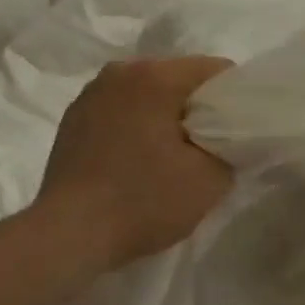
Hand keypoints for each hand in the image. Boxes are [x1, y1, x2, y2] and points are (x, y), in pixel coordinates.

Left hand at [35, 56, 234, 269]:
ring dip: (164, 116)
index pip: (216, 70)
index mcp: (155, 76)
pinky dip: (136, 125)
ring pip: (148, 93)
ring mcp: (92, 92)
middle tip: (207, 147)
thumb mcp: (209, 180)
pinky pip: (121, 110)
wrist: (69, 235)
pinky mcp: (73, 117)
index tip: (236, 131)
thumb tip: (228, 138)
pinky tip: (136, 160)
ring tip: (169, 156)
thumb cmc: (143, 201)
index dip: (234, 99)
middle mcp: (121, 71)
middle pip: (179, 78)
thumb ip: (232, 147)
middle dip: (198, 107)